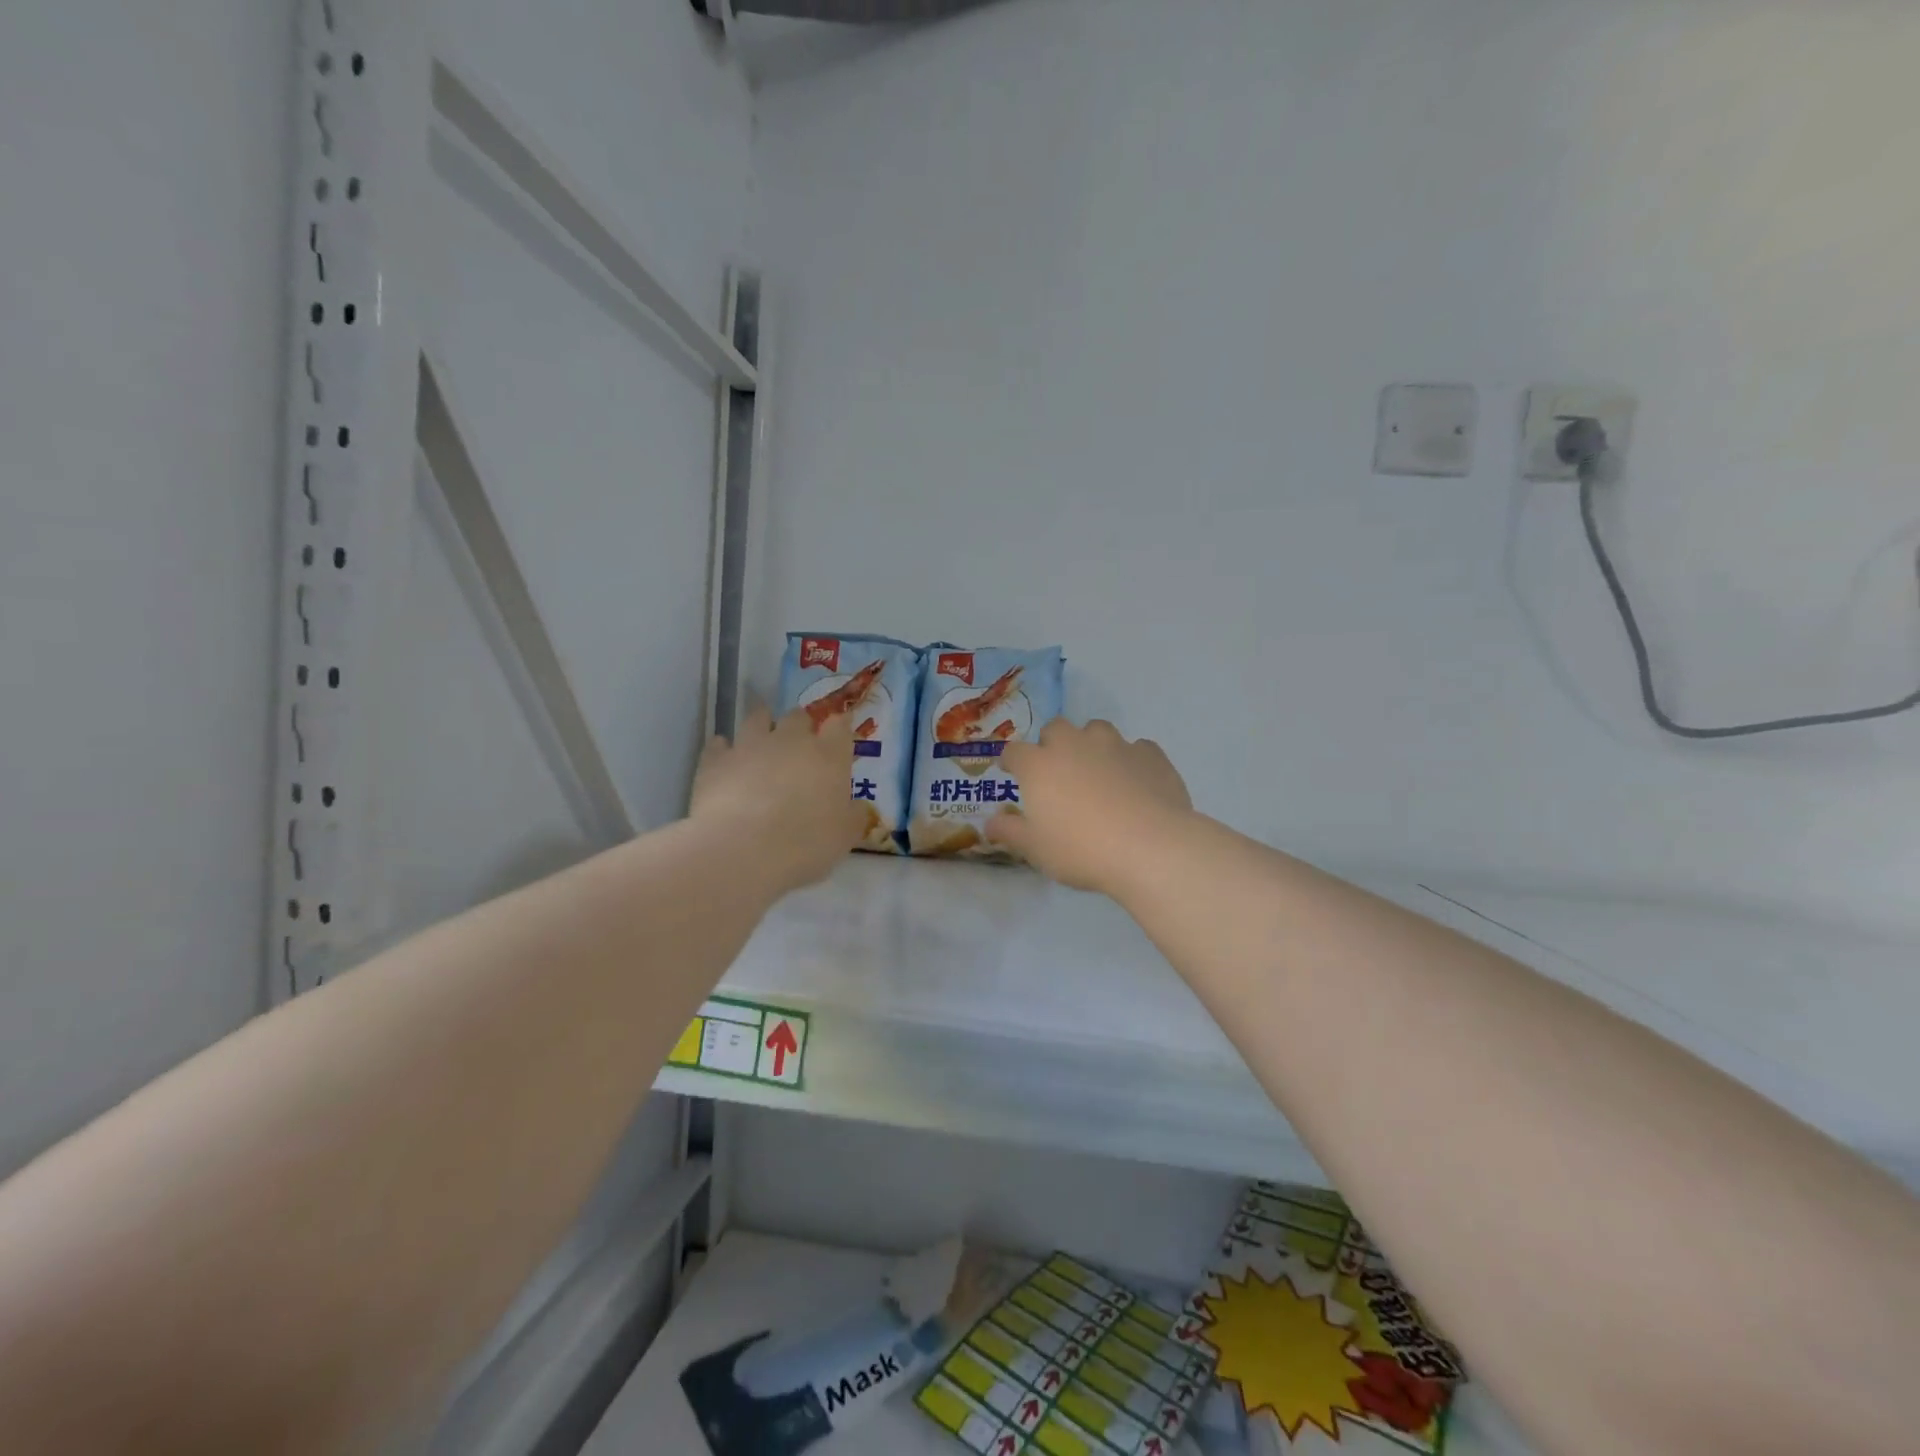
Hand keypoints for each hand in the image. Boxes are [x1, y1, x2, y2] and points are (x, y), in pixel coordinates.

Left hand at [690, 704, 864, 893]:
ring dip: (762, 723)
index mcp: (828, 756)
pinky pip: (719, 745)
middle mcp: (790, 741)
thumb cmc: (805, 843)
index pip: (840, 726)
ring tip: (761, 736)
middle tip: (800, 741)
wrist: (743, 849)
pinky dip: (723, 749)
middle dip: (801, 724)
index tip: (840, 729)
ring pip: (756, 718)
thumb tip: (859, 807)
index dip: (840, 725)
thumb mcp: (844, 837)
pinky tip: (724, 757)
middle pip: (798, 716)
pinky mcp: (716, 760)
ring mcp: (750, 746)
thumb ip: (854, 817)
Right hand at [987, 719, 1192, 894]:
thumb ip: (1010, 831)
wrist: (1150, 847)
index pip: (1015, 751)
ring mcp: (1115, 745)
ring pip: (1097, 730)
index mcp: (1039, 765)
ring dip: (1091, 745)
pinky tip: (1135, 784)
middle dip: (1052, 745)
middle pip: (1056, 729)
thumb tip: (990, 822)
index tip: (1012, 772)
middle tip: (1058, 773)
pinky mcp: (1150, 754)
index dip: (1011, 760)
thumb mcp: (1035, 849)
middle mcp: (1074, 744)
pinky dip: (1130, 760)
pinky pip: (1136, 749)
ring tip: (1098, 773)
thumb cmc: (1082, 850)